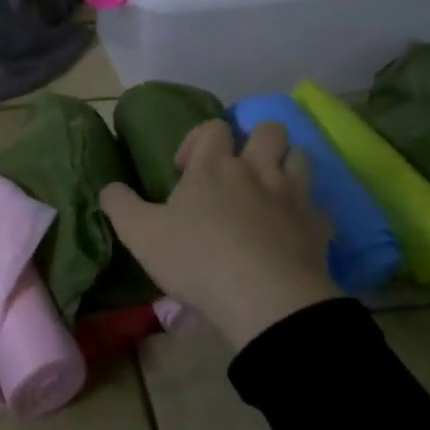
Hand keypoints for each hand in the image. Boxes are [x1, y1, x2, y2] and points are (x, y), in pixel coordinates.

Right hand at [100, 119, 338, 350]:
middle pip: (269, 130)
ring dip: (286, 167)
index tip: (184, 171)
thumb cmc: (198, 259)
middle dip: (255, 141)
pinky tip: (291, 233)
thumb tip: (110, 188)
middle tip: (237, 171)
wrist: (267, 301)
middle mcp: (257, 171)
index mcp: (214, 166)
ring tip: (267, 192)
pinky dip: (306, 214)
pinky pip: (318, 209)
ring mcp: (294, 198)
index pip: (212, 128)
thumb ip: (119, 205)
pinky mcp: (319, 229)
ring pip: (301, 158)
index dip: (197, 140)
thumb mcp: (140, 234)